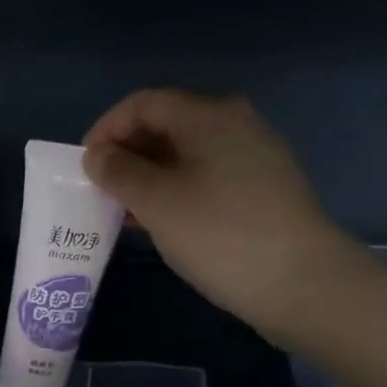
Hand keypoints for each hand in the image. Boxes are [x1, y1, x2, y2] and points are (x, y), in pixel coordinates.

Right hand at [82, 90, 368, 336]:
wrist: (302, 282)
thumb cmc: (219, 233)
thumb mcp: (156, 202)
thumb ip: (119, 172)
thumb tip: (97, 155)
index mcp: (207, 115)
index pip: (143, 104)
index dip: (106, 129)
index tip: (84, 166)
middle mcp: (234, 123)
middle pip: (166, 124)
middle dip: (126, 154)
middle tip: (100, 191)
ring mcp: (253, 155)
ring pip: (185, 153)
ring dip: (148, 176)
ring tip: (123, 211)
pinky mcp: (262, 187)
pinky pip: (206, 175)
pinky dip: (175, 190)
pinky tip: (161, 222)